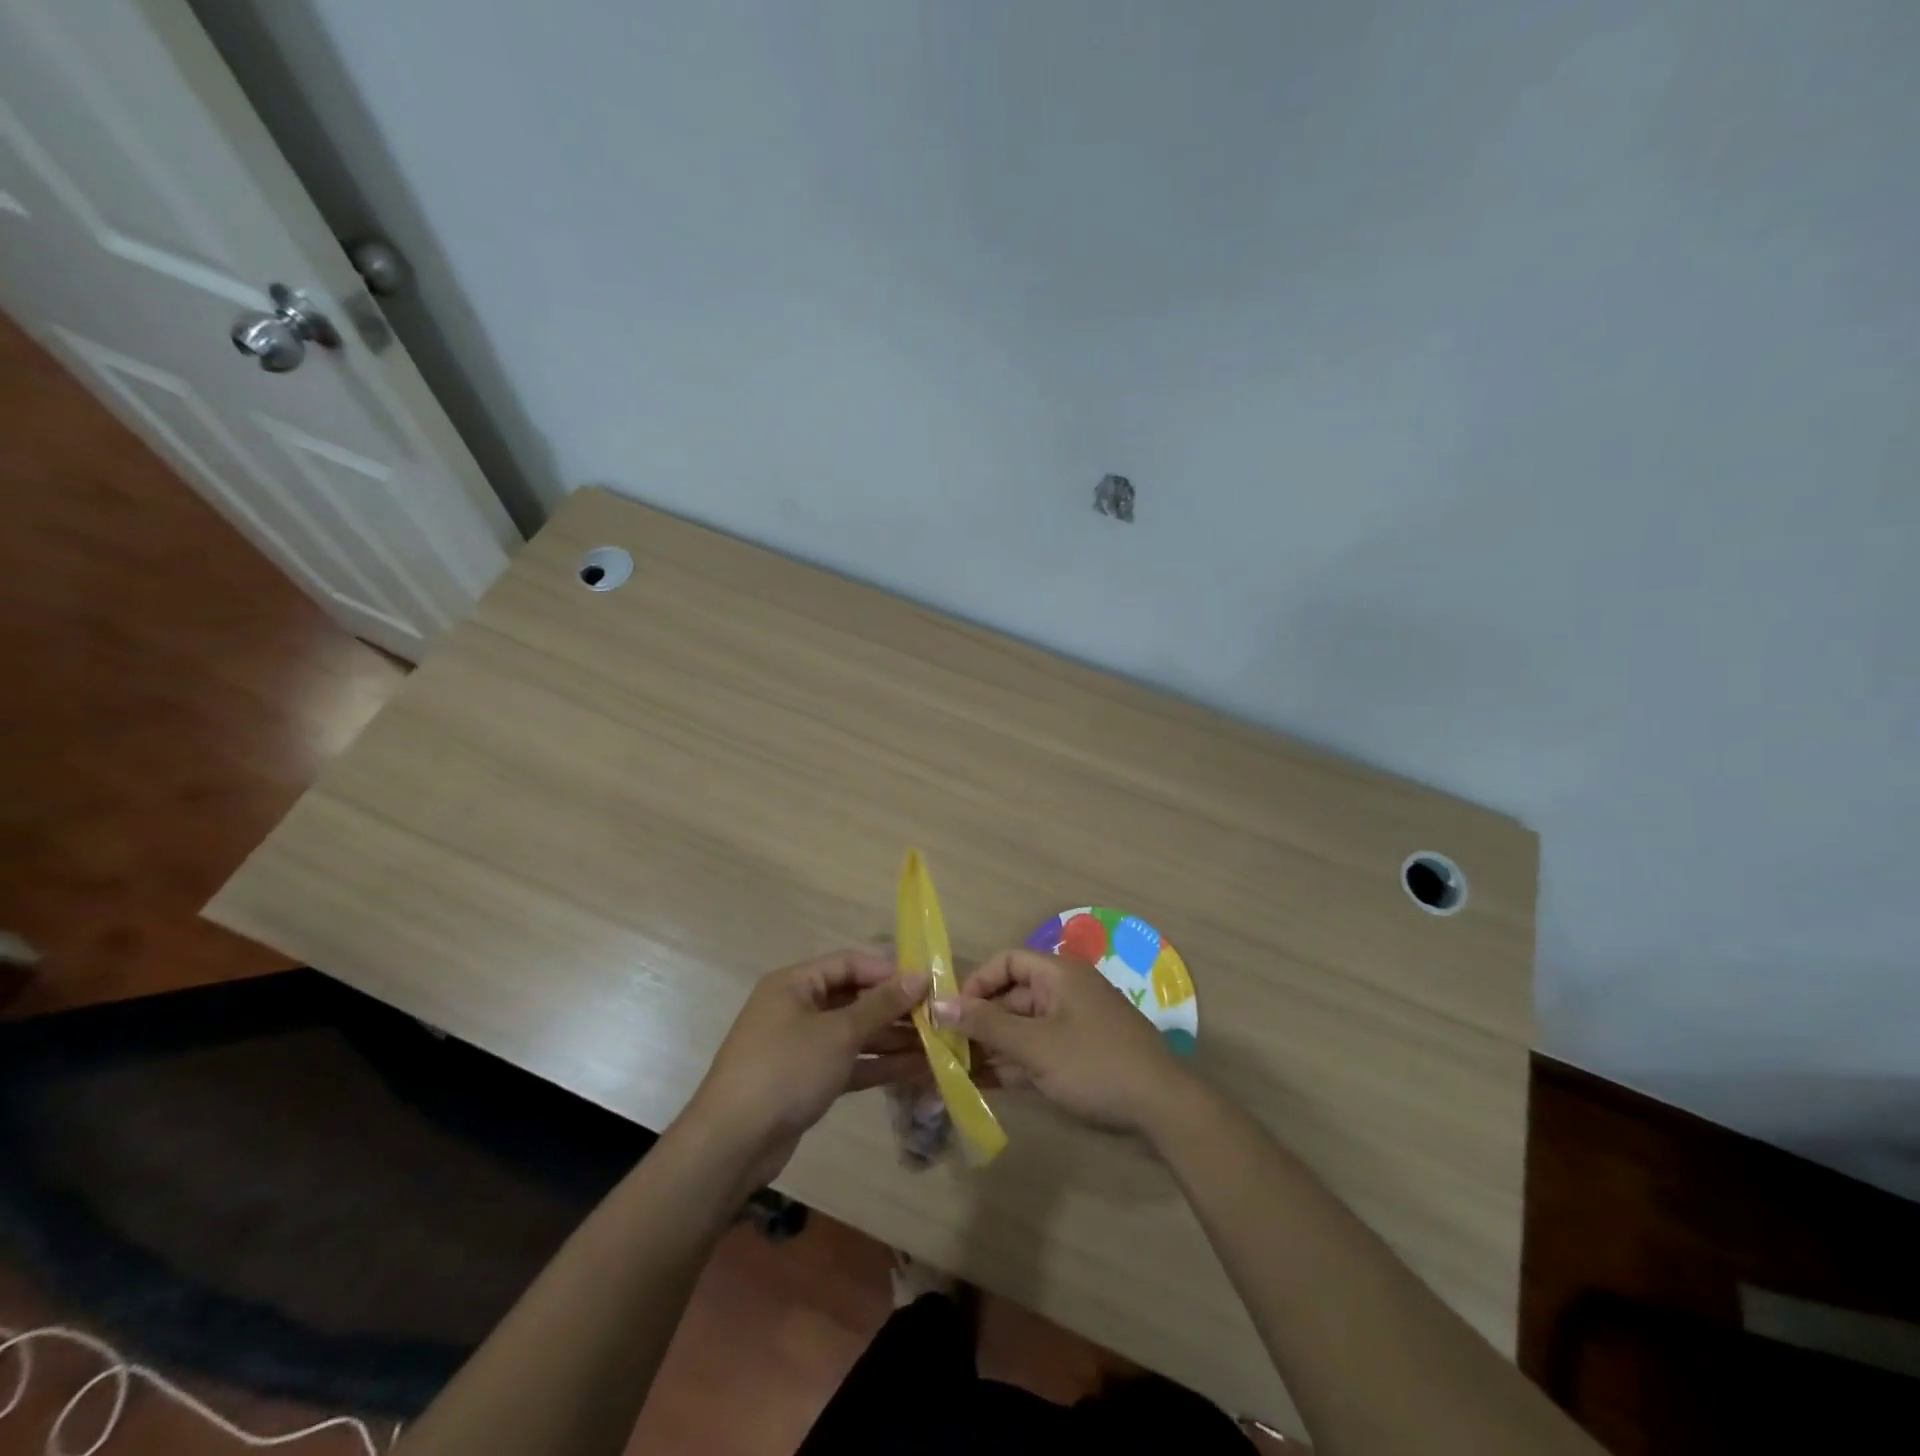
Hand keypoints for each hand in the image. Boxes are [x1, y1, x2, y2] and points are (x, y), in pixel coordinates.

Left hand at [684, 950, 928, 1188]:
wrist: (731, 1144)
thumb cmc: (786, 1070)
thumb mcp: (838, 1033)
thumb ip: (881, 1005)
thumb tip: (919, 977)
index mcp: (795, 984)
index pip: (850, 963)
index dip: (888, 971)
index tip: (927, 984)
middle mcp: (797, 1008)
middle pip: (855, 999)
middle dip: (896, 1009)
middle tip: (939, 1018)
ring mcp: (802, 1047)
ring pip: (855, 1034)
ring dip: (893, 1040)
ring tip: (938, 1046)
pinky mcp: (807, 1081)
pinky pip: (849, 1063)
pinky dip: (878, 1065)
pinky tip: (916, 1070)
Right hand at [931, 949, 1187, 1132]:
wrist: (1164, 1109)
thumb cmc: (1095, 1065)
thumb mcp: (1035, 1046)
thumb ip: (986, 1025)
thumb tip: (937, 1003)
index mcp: (1059, 974)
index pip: (1007, 961)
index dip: (976, 983)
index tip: (951, 1013)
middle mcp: (1065, 992)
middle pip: (1012, 996)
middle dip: (979, 1021)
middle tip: (946, 1050)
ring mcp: (1074, 1024)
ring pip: (1022, 1028)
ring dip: (992, 1047)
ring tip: (956, 1072)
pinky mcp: (1079, 1055)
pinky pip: (1037, 1050)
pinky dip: (1013, 1064)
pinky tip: (984, 1086)